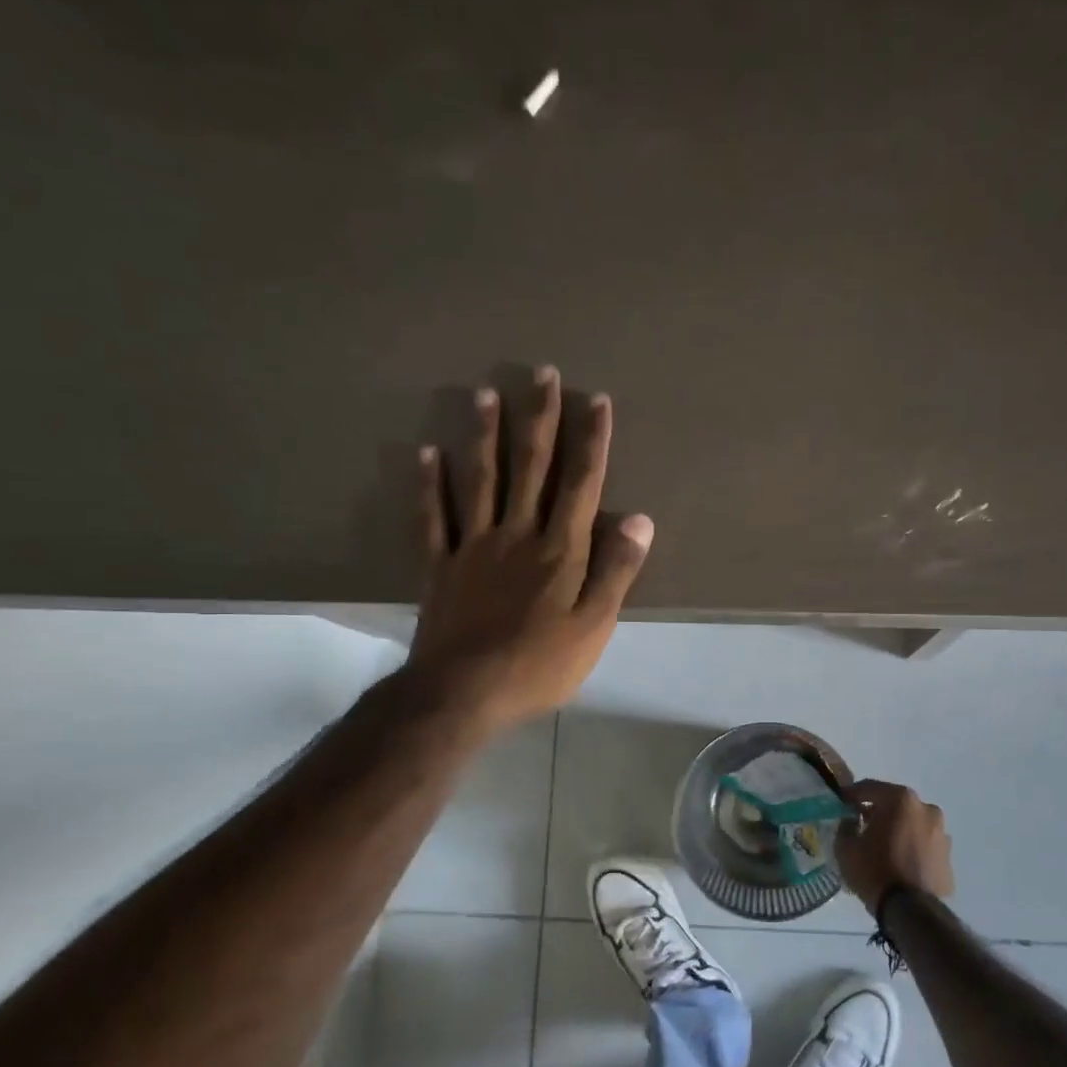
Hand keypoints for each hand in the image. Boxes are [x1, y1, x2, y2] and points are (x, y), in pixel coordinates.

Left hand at [406, 367, 651, 734]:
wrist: (464, 693)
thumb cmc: (539, 664)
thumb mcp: (595, 625)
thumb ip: (616, 570)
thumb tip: (640, 519)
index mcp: (559, 549)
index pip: (581, 483)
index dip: (590, 440)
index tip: (595, 399)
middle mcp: (517, 534)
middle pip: (531, 468)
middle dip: (539, 419)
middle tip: (541, 374)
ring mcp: (473, 547)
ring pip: (480, 480)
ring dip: (485, 436)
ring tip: (486, 394)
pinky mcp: (440, 567)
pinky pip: (433, 518)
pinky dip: (428, 485)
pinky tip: (426, 454)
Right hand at [835, 779, 954, 910]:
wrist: (911, 911)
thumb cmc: (874, 871)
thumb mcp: (845, 847)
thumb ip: (845, 826)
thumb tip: (852, 821)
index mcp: (901, 800)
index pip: (870, 788)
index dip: (852, 794)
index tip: (842, 803)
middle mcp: (926, 809)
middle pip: (895, 805)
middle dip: (878, 812)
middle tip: (862, 826)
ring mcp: (941, 834)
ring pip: (912, 825)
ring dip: (898, 831)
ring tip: (883, 849)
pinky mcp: (948, 858)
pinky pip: (924, 846)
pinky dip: (912, 849)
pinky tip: (899, 865)